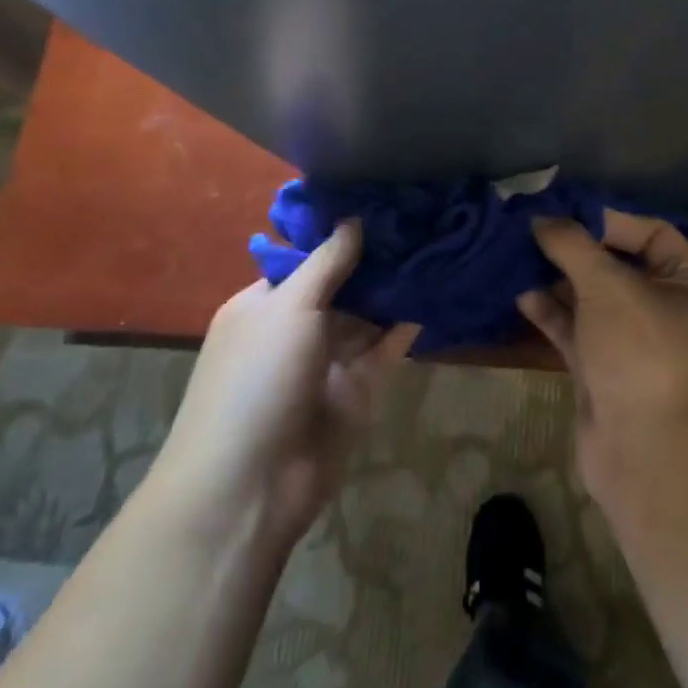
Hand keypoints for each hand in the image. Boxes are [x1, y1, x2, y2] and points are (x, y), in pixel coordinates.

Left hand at [148, 221, 418, 551]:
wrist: (250, 484)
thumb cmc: (257, 380)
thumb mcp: (288, 309)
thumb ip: (326, 263)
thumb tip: (353, 219)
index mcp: (264, 305)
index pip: (307, 259)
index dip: (342, 233)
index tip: (384, 203)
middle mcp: (294, 329)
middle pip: (342, 286)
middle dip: (376, 259)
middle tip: (422, 219)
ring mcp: (326, 362)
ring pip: (366, 317)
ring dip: (395, 290)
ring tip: (438, 247)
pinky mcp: (355, 390)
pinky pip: (384, 349)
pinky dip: (405, 327)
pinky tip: (434, 295)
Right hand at [516, 211, 687, 501]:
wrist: (648, 456)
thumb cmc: (643, 353)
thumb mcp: (610, 287)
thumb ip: (574, 247)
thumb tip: (543, 219)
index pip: (653, 233)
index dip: (609, 220)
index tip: (564, 212)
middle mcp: (671, 310)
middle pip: (620, 266)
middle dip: (577, 250)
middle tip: (533, 230)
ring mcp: (637, 345)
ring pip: (595, 300)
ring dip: (560, 280)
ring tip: (519, 258)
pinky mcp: (607, 373)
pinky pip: (579, 332)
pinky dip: (554, 314)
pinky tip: (522, 295)